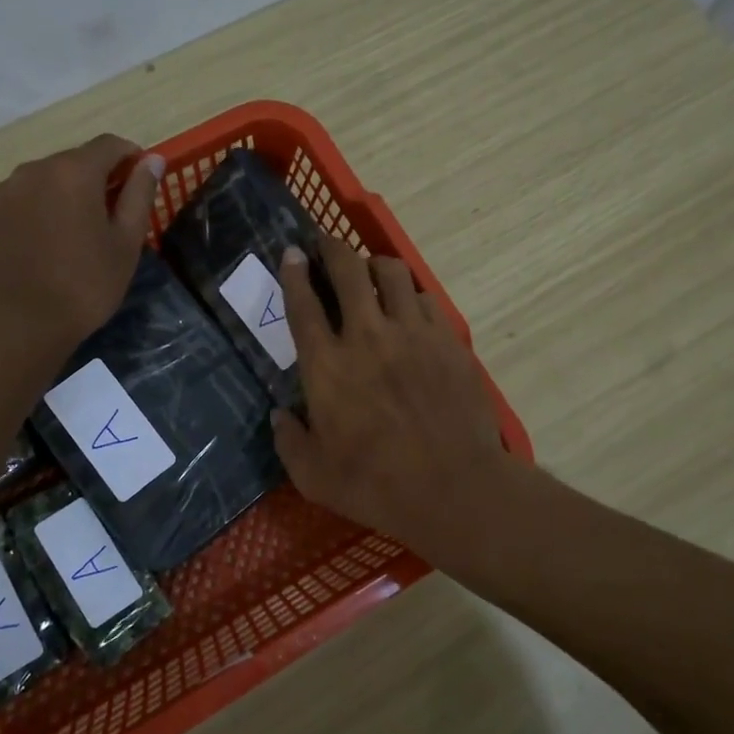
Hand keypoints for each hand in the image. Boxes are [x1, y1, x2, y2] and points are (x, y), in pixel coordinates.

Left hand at [0, 134, 164, 363]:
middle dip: (97, 178)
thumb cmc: (83, 286)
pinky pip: (20, 200)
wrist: (16, 325)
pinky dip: (38, 210)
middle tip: (112, 217)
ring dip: (65, 195)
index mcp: (74, 172)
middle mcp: (34, 169)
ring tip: (75, 234)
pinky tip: (45, 245)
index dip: (131, 158)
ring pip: (45, 180)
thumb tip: (152, 159)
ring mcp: (4, 191)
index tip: (140, 183)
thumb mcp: (125, 243)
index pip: (110, 145)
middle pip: (74, 161)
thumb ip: (139, 195)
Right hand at [271, 240, 511, 561]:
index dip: (293, 272)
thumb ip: (289, 442)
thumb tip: (279, 416)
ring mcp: (413, 334)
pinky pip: (426, 299)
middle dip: (333, 248)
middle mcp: (367, 336)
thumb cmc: (376, 486)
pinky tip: (409, 308)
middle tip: (326, 245)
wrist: (454, 488)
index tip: (291, 252)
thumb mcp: (314, 477)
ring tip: (370, 272)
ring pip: (392, 273)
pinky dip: (411, 295)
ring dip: (375, 266)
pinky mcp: (448, 341)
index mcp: (327, 366)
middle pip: (348, 270)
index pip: (303, 304)